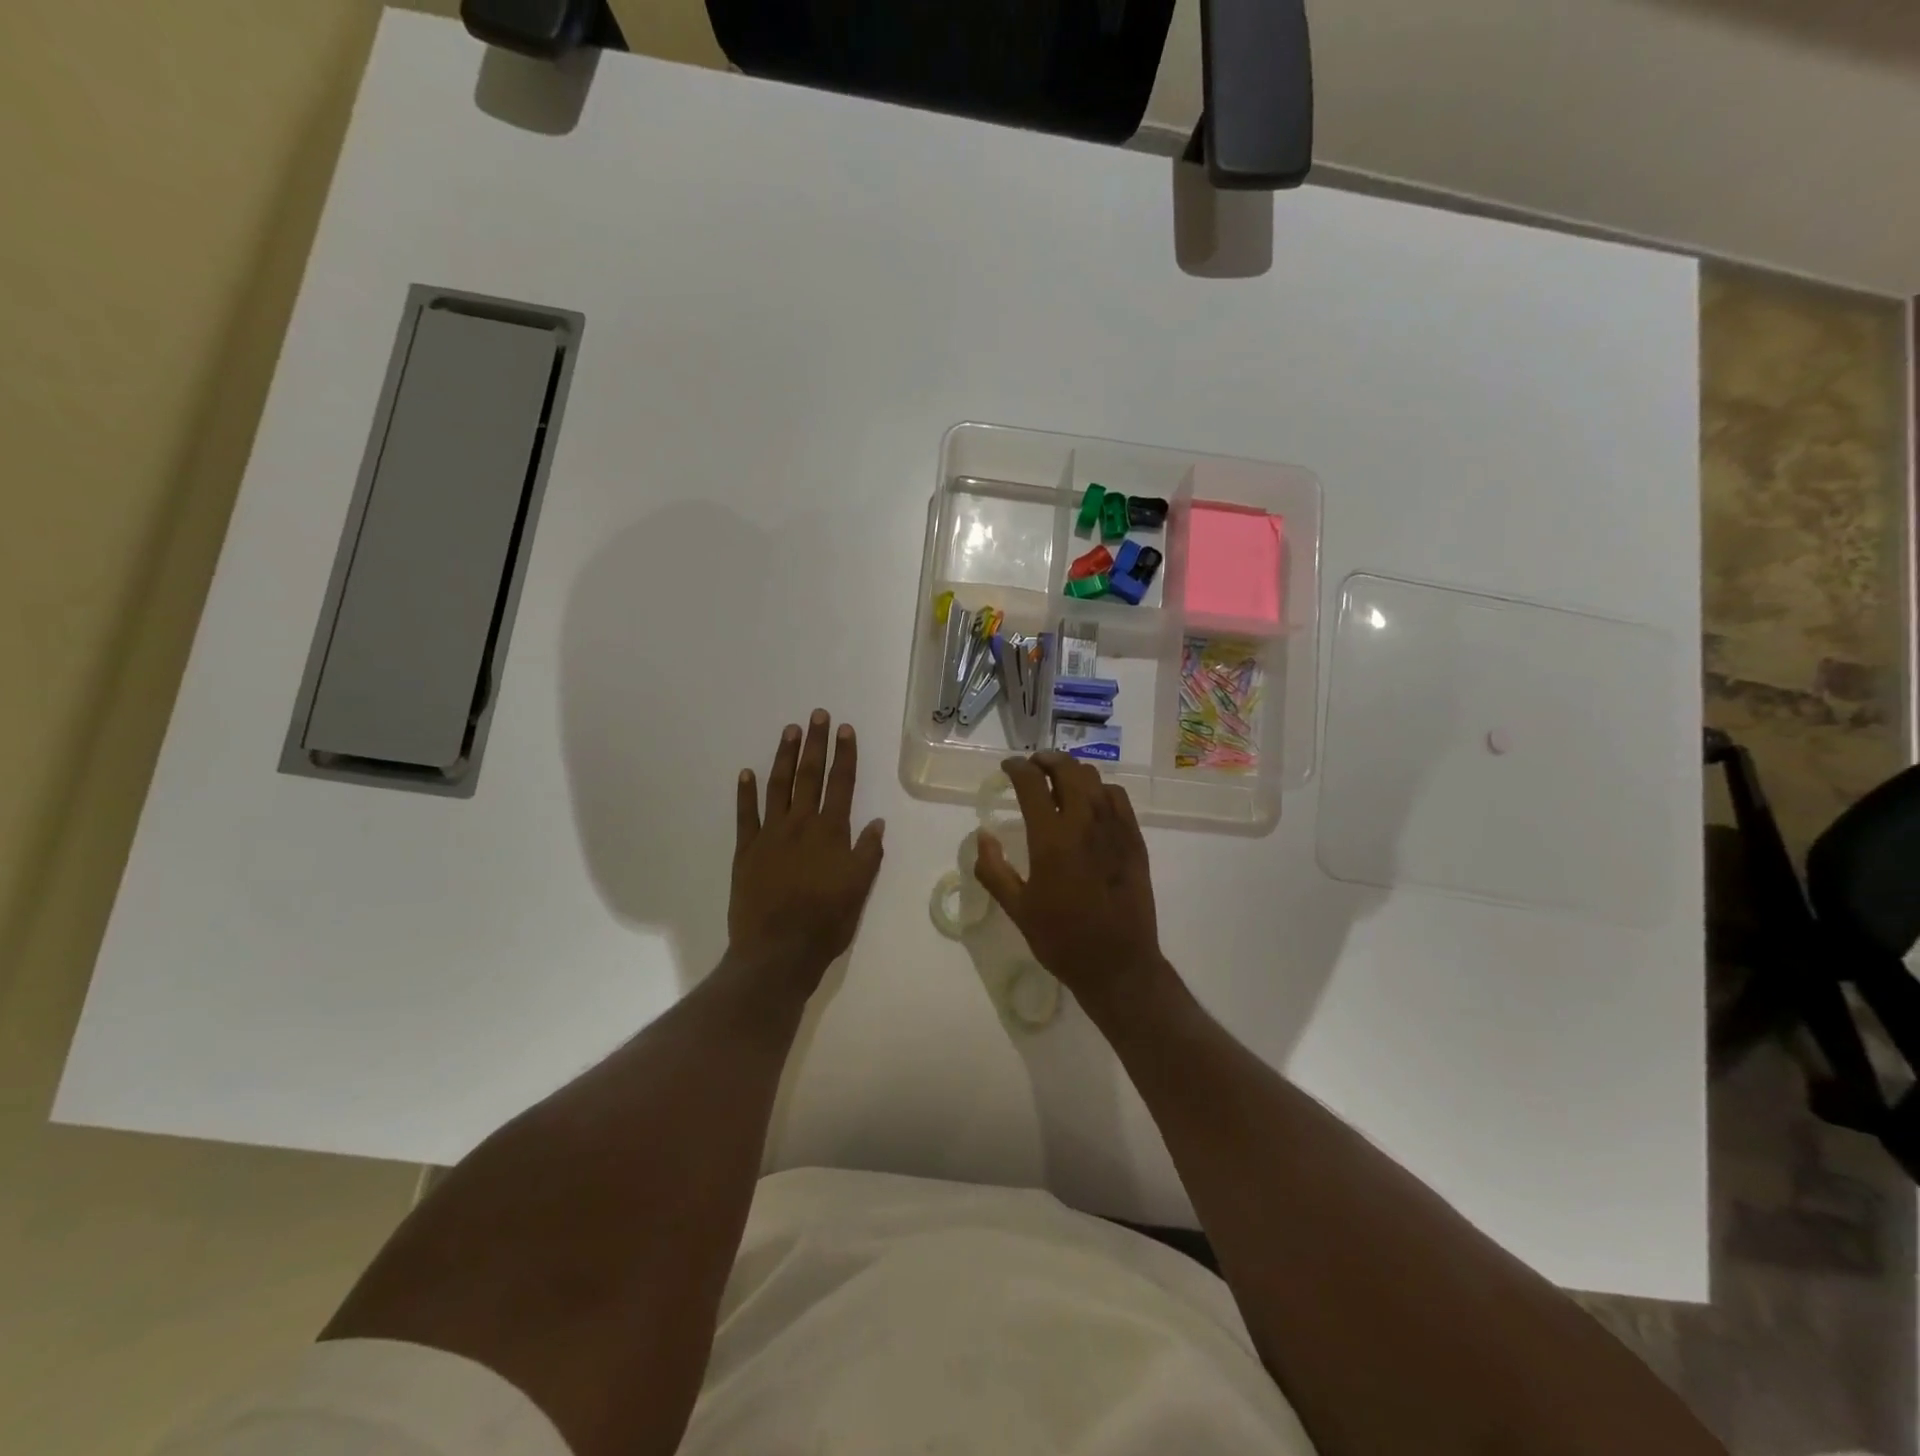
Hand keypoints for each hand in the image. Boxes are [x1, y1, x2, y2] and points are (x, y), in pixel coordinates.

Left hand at [728, 711, 884, 997]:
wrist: (777, 951)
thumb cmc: (826, 922)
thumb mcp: (859, 889)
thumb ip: (867, 853)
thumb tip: (876, 822)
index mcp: (831, 832)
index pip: (841, 784)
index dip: (844, 755)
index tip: (845, 729)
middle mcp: (801, 825)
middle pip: (809, 776)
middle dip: (815, 744)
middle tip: (817, 715)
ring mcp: (770, 835)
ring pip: (778, 786)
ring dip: (784, 756)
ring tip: (789, 731)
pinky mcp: (746, 850)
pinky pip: (745, 815)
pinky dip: (746, 792)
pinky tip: (746, 773)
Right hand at [974, 752, 1164, 1004]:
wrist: (1119, 965)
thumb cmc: (1062, 940)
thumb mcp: (1017, 909)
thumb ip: (993, 869)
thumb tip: (983, 836)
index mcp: (1051, 839)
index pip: (1032, 783)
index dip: (1017, 768)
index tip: (1008, 767)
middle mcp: (1085, 823)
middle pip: (1068, 769)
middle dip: (1047, 760)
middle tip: (1033, 766)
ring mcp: (1115, 829)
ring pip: (1095, 779)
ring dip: (1073, 771)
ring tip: (1059, 780)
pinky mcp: (1135, 840)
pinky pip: (1118, 798)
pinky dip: (1100, 789)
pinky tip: (1091, 802)